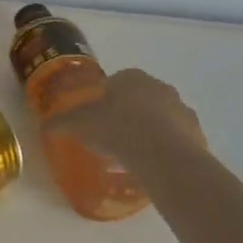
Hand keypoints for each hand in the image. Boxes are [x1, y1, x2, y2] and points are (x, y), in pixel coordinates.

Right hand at [48, 68, 206, 180]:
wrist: (161, 153)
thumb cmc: (116, 128)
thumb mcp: (80, 124)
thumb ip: (62, 122)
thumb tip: (46, 125)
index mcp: (131, 78)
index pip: (116, 82)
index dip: (105, 99)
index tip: (97, 118)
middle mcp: (159, 87)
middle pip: (140, 98)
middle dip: (128, 114)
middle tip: (113, 136)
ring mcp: (181, 109)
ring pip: (160, 118)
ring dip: (148, 131)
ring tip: (133, 155)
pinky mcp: (196, 133)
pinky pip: (176, 139)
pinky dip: (165, 148)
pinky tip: (152, 164)